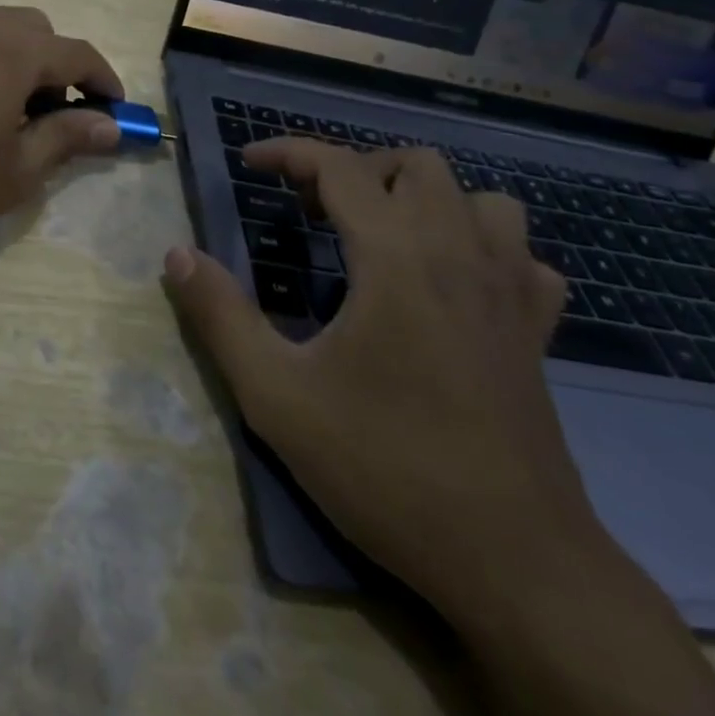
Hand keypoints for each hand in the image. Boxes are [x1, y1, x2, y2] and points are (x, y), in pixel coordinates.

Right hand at [162, 141, 600, 614]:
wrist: (515, 563)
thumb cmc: (385, 468)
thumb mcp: (276, 396)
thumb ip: (221, 316)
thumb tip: (177, 255)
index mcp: (396, 259)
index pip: (340, 167)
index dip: (288, 152)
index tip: (249, 163)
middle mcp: (459, 256)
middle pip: (415, 165)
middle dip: (356, 170)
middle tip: (312, 210)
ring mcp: (509, 293)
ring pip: (479, 199)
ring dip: (424, 199)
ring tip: (381, 235)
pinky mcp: (537, 333)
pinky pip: (521, 257)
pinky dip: (482, 247)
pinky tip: (451, 283)